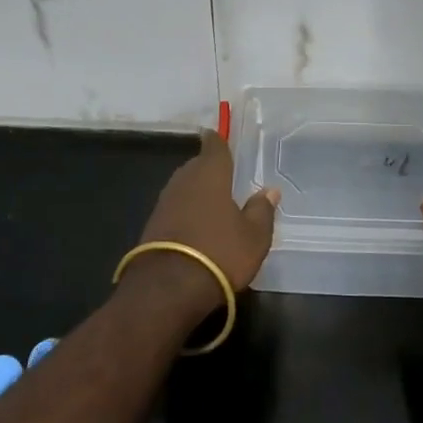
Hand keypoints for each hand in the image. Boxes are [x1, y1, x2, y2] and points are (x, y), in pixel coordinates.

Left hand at [121, 131, 278, 318]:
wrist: (168, 288)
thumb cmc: (220, 253)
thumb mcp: (254, 236)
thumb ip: (262, 210)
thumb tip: (269, 190)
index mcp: (210, 175)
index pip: (214, 146)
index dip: (218, 140)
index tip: (218, 134)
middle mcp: (183, 181)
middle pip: (196, 166)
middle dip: (209, 168)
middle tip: (225, 175)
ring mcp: (164, 203)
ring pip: (184, 187)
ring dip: (196, 191)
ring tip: (213, 201)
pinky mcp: (152, 225)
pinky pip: (174, 208)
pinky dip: (185, 211)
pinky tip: (196, 224)